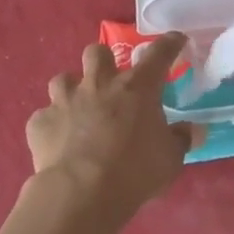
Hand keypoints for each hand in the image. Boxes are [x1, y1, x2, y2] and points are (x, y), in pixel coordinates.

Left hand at [27, 33, 199, 224]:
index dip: (169, 44)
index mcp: (136, 88)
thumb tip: (193, 130)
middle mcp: (99, 84)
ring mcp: (65, 101)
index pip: (158, 54)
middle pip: (97, 52)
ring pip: (63, 79)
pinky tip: (58, 140)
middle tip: (110, 80)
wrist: (81, 192)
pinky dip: (52, 125)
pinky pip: (45, 116)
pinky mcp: (40, 122)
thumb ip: (181, 139)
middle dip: (104, 61)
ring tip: (78, 107)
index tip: (175, 40)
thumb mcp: (170, 159)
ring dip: (72, 90)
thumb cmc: (135, 171)